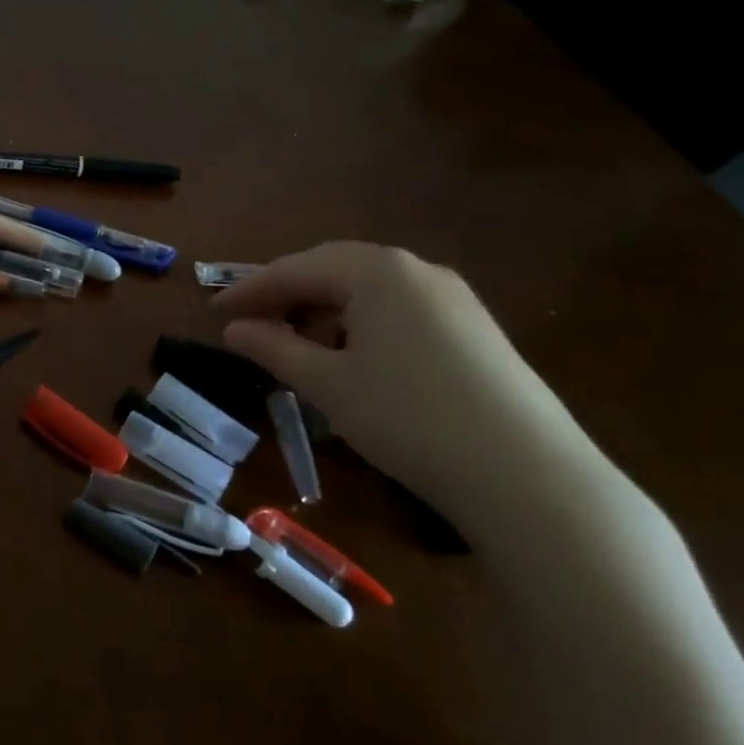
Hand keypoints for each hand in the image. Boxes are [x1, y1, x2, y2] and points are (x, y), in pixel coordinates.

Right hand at [214, 242, 613, 540]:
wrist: (528, 476)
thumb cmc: (408, 417)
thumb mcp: (328, 384)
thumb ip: (274, 348)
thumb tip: (233, 329)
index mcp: (377, 271)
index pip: (296, 268)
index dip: (250, 289)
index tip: (215, 311)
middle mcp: (417, 270)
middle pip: (334, 270)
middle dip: (287, 294)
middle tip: (251, 322)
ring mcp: (453, 298)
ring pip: (369, 291)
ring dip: (324, 310)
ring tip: (298, 345)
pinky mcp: (475, 330)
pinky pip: (400, 311)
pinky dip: (362, 325)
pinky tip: (354, 359)